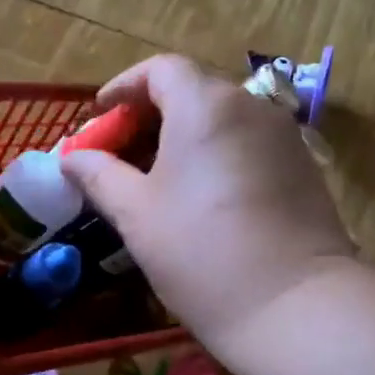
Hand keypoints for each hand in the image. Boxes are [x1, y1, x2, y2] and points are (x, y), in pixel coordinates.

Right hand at [59, 54, 355, 364]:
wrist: (292, 305)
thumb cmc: (200, 252)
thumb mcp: (136, 214)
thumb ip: (99, 175)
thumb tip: (71, 157)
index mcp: (205, 106)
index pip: (160, 70)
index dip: (124, 87)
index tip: (100, 115)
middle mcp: (251, 107)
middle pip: (193, 91)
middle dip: (150, 115)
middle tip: (121, 153)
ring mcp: (284, 137)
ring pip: (223, 120)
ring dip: (185, 137)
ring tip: (157, 178)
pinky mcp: (304, 169)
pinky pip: (249, 145)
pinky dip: (217, 155)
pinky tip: (202, 197)